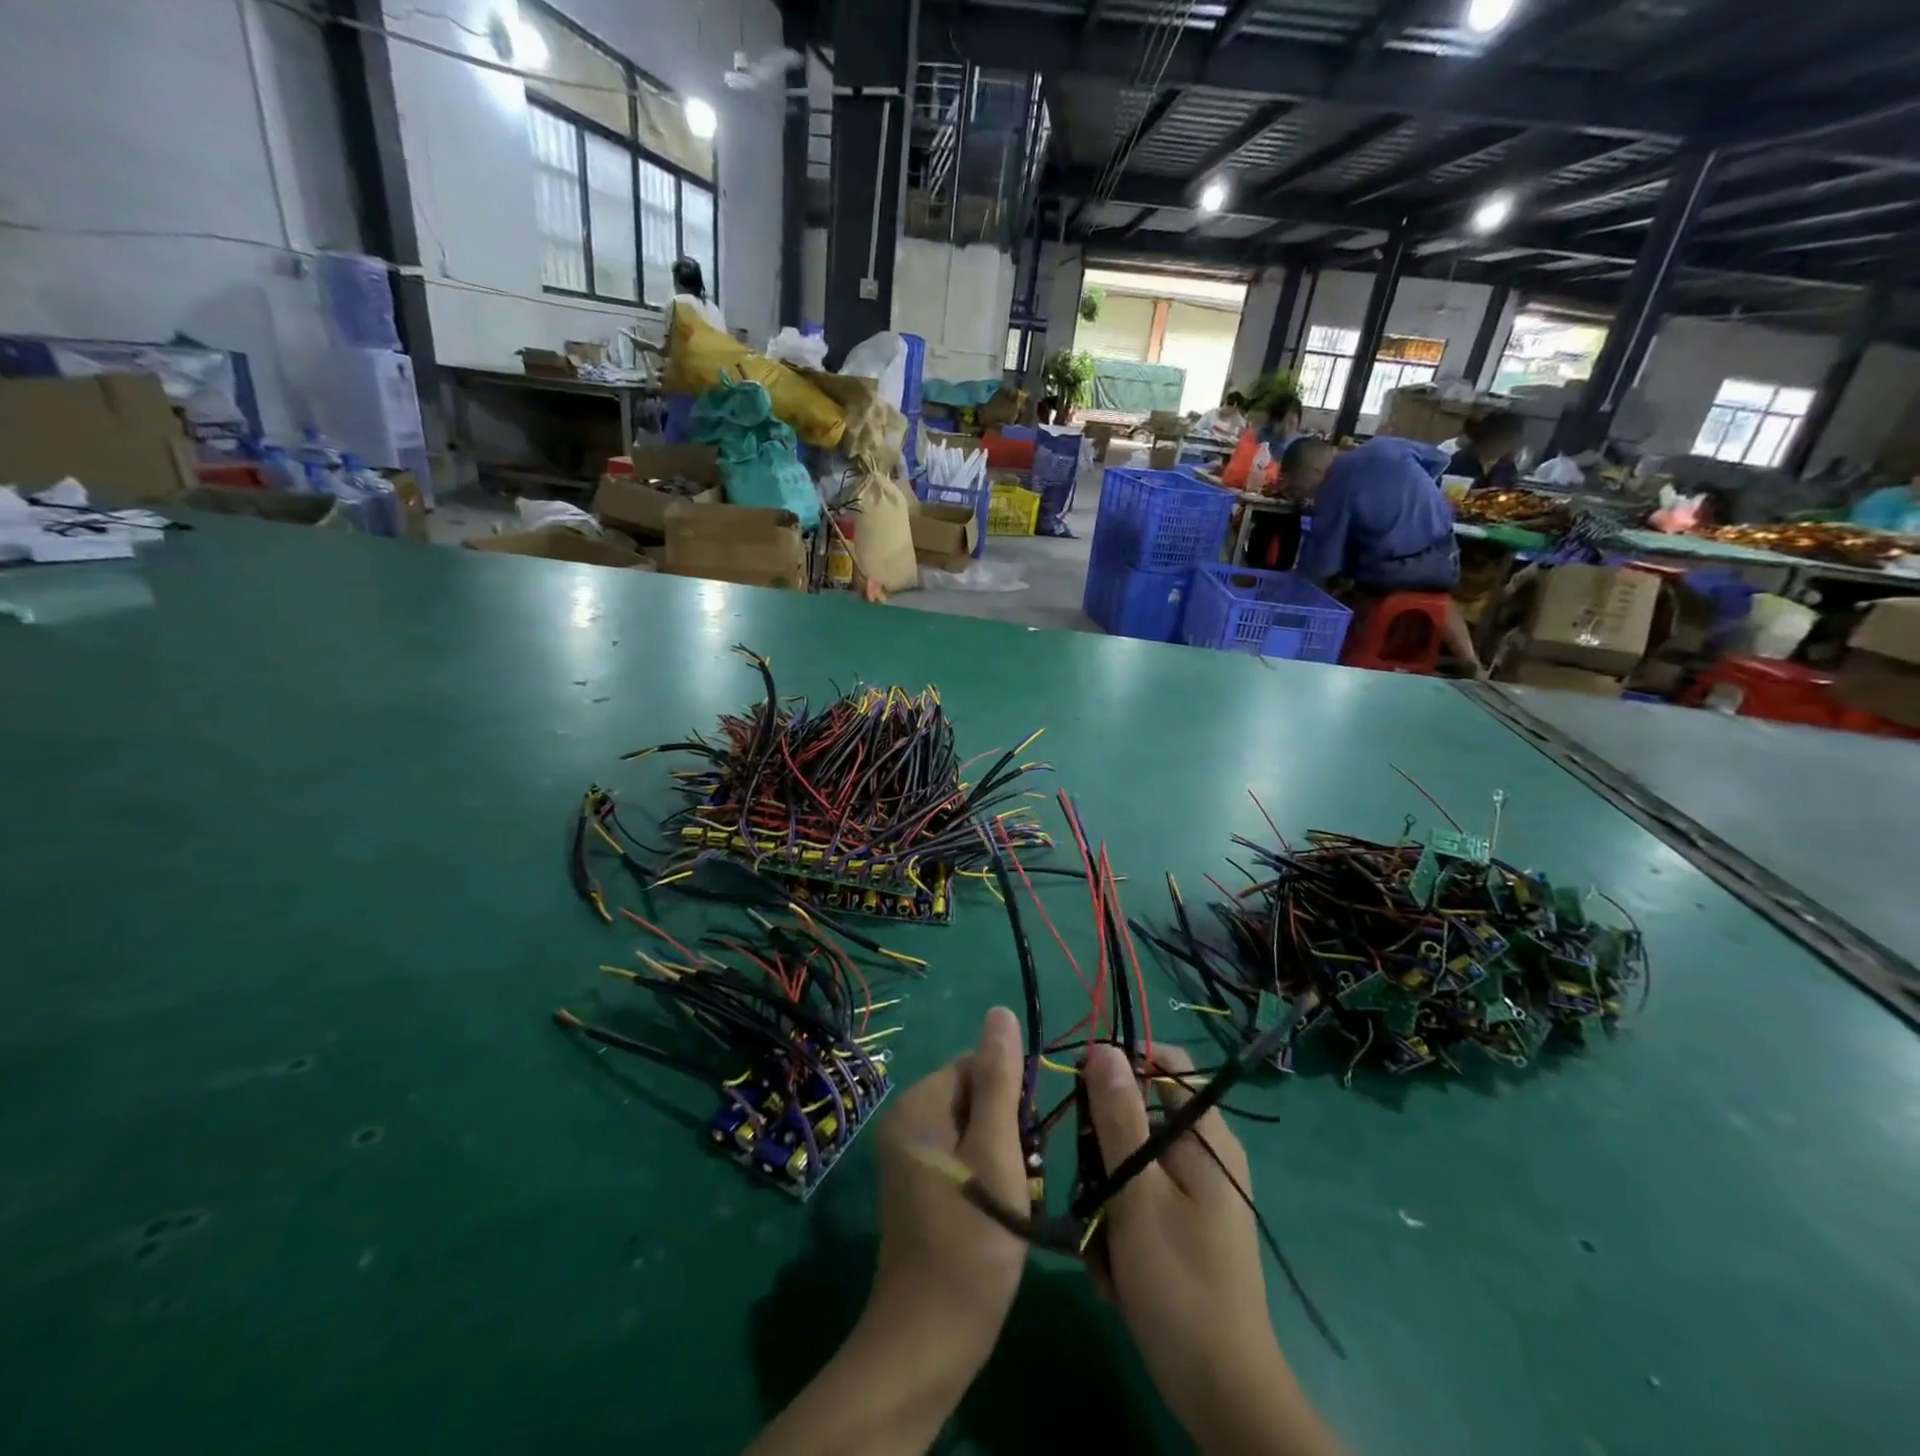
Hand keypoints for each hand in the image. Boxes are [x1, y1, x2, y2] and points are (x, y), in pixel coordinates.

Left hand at [744, 1011, 1030, 1455]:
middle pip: (975, 1095)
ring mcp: (910, 1158)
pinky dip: (989, 1177)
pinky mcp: (920, 1188)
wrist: (931, 1339)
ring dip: (1003, 1155)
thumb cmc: (971, 1239)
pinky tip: (1000, 1211)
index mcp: (918, 1104)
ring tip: (1014, 1198)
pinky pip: (964, 1158)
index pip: (976, 1064)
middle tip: (1021, 1174)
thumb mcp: (996, 1150)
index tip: (1027, 1139)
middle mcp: (906, 1122)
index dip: (1011, 1094)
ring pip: (975, 1129)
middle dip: (1008, 1127)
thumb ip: (1000, 1078)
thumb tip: (1001, 1012)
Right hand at [1084, 1044, 1341, 1455]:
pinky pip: (1138, 1200)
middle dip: (1103, 1149)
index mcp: (1206, 1137)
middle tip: (1088, 1189)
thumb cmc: (1179, 1285)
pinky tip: (1113, 1268)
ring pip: (1130, 1162)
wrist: (1221, 1394)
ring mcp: (1195, 1193)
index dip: (1121, 1063)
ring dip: (1105, 1197)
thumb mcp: (1138, 1194)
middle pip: (1140, 1114)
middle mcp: (1204, 1155)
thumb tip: (1102, 1048)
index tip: (1080, 1086)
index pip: (1164, 1064)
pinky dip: (1119, 1226)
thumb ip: (1119, 1117)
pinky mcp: (1182, 1227)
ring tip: (1099, 1244)